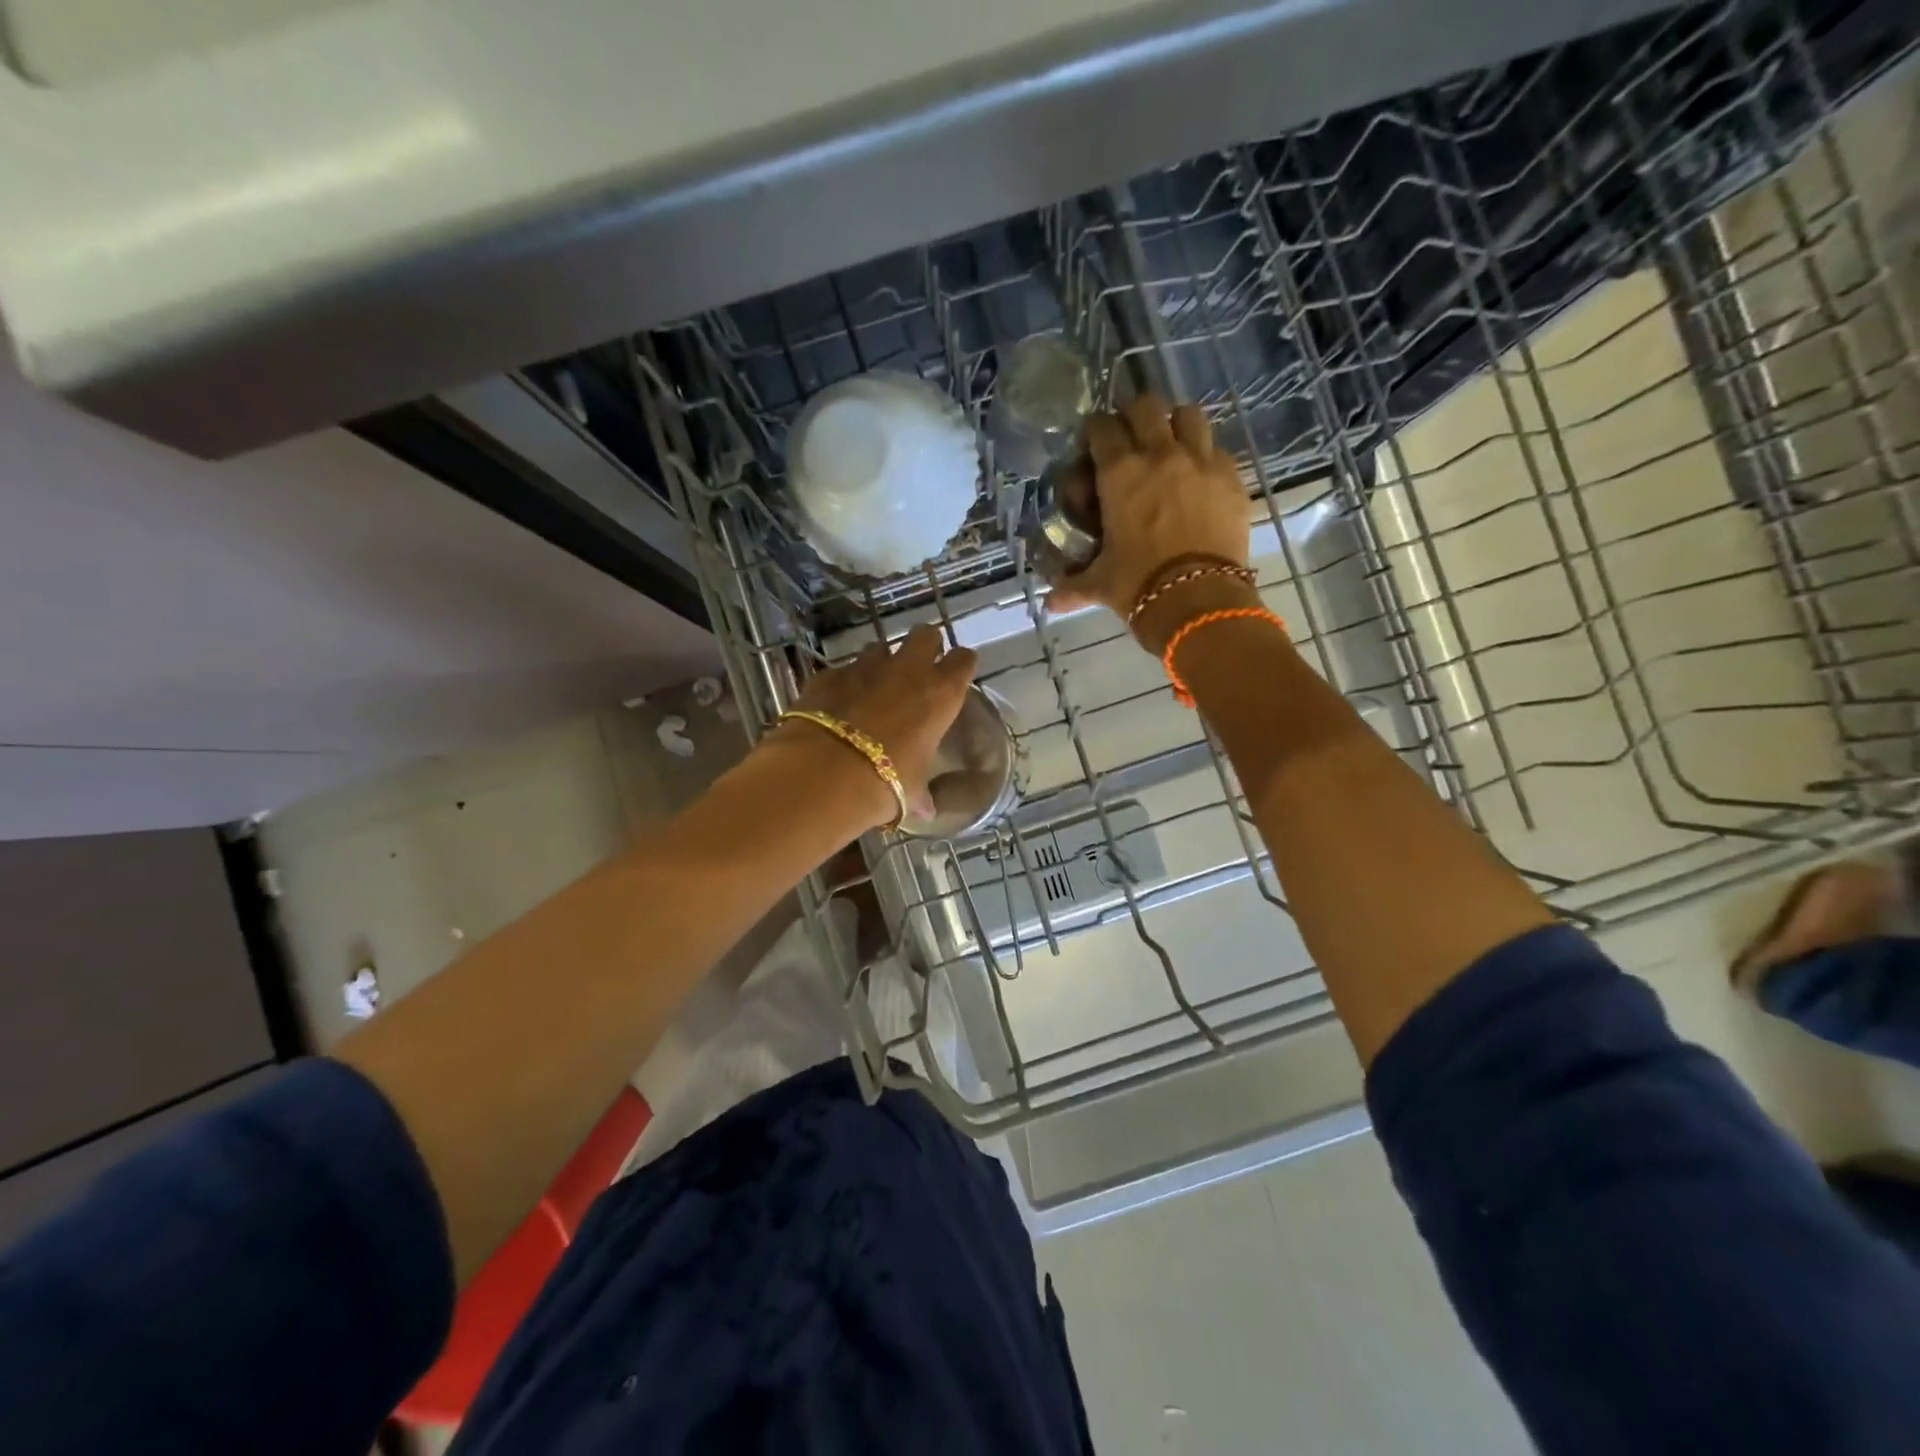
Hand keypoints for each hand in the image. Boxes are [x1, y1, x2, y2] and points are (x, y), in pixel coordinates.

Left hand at [778, 625, 977, 825]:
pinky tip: (837, 705)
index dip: (960, 665)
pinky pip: (842, 670)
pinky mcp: (828, 675)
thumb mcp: (911, 790)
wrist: (824, 774)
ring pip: (879, 648)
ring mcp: (864, 667)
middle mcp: (907, 670)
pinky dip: (843, 683)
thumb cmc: (886, 783)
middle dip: (924, 646)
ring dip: (880, 664)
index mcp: (940, 694)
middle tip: (918, 670)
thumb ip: (921, 794)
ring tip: (874, 689)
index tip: (955, 676)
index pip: (963, 660)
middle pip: (924, 634)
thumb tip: (926, 810)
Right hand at [1045, 394, 1253, 651]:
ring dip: (1175, 423)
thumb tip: (1051, 604)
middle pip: (1146, 405)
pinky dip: (1204, 456)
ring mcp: (1201, 461)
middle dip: (1133, 415)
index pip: (1101, 427)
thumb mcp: (1101, 583)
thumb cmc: (1138, 585)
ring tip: (1170, 446)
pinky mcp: (1232, 478)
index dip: (1094, 432)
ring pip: (1188, 414)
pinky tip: (1199, 478)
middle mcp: (1160, 454)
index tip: (1092, 445)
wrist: (1198, 598)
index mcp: (1120, 472)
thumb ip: (1073, 586)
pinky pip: (1217, 449)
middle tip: (1130, 438)